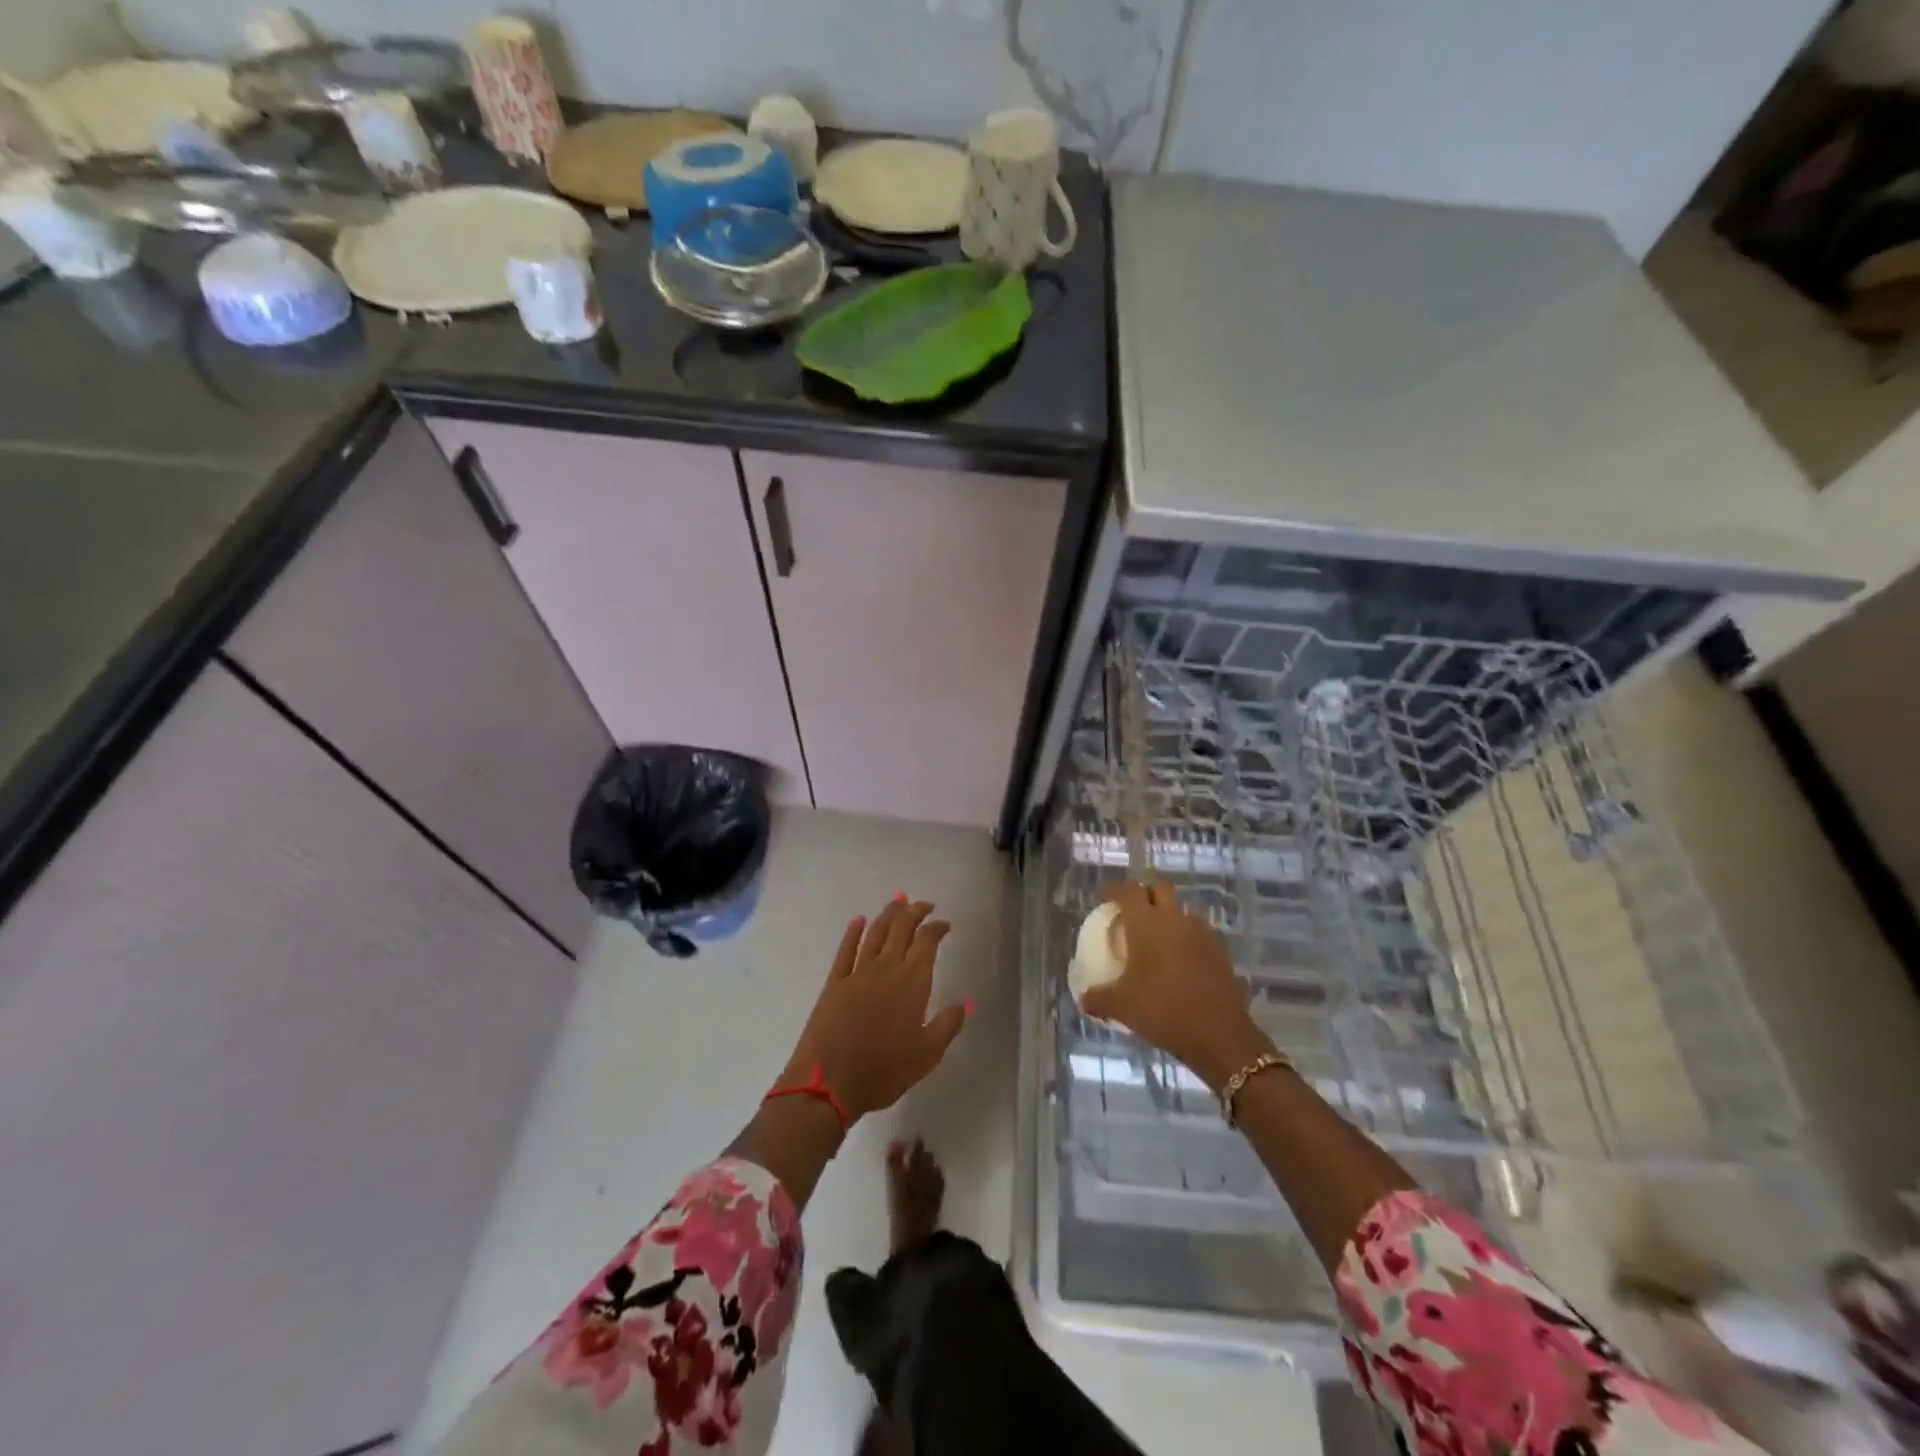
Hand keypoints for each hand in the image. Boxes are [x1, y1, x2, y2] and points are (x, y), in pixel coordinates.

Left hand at [782, 897, 969, 1121]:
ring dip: (888, 914)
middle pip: (901, 928)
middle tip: (923, 904)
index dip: (937, 928)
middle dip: (914, 912)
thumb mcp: (927, 1055)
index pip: (927, 942)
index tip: (944, 924)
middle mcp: (886, 968)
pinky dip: (853, 932)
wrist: (828, 1083)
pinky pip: (846, 950)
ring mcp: (857, 973)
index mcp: (912, 982)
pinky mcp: (834, 982)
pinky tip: (859, 921)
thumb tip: (966, 1001)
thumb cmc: (884, 1071)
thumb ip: (948, 1025)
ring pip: (875, 933)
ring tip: (898, 902)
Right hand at [1081, 880, 1272, 1090]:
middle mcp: (1174, 919)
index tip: (1104, 897)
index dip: (1113, 889)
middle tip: (1132, 911)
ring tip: (1156, 938)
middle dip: (1145, 893)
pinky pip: (1197, 933)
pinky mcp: (1219, 951)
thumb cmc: (1163, 1009)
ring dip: (1168, 915)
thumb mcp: (1121, 1006)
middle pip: (1160, 889)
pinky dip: (1185, 938)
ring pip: (1181, 910)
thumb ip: (1098, 999)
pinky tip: (1178, 961)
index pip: (1128, 891)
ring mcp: (1201, 933)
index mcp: (1146, 923)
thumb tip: (1083, 1000)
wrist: (1219, 1034)